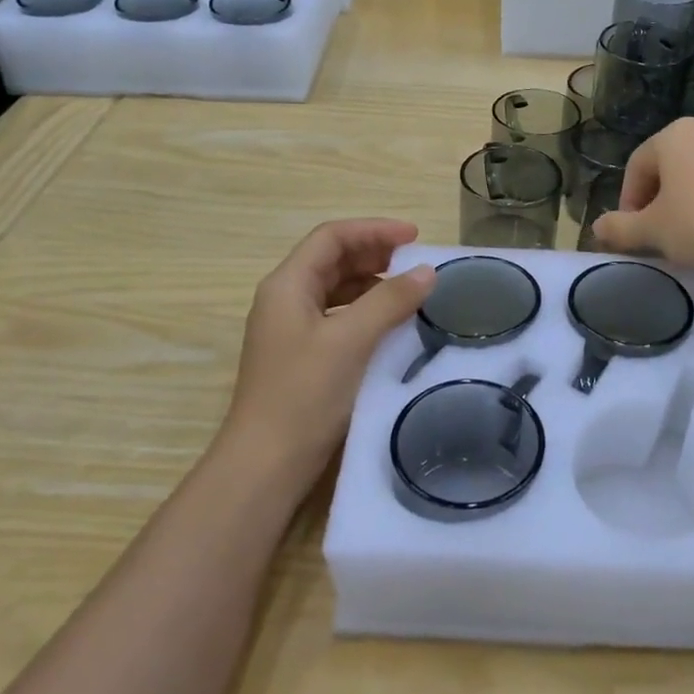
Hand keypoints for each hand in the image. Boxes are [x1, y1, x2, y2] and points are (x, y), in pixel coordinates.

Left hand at [224, 219, 434, 485]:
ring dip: (372, 283)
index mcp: (287, 285)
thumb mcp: (351, 340)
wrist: (266, 464)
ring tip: (411, 291)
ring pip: (335, 290)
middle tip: (416, 263)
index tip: (415, 237)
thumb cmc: (305, 394)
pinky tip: (391, 325)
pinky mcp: (301, 357)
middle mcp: (284, 300)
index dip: (374, 230)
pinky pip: (337, 317)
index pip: (331, 237)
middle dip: (374, 254)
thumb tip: (427, 272)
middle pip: (332, 260)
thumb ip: (390, 300)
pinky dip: (366, 311)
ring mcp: (290, 330)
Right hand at [593, 119, 693, 276]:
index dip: (628, 201)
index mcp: (675, 135)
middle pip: (671, 167)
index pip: (638, 165)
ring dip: (690, 202)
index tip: (632, 232)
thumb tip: (597, 228)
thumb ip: (620, 228)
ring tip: (691, 237)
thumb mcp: (653, 231)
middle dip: (659, 200)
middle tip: (658, 234)